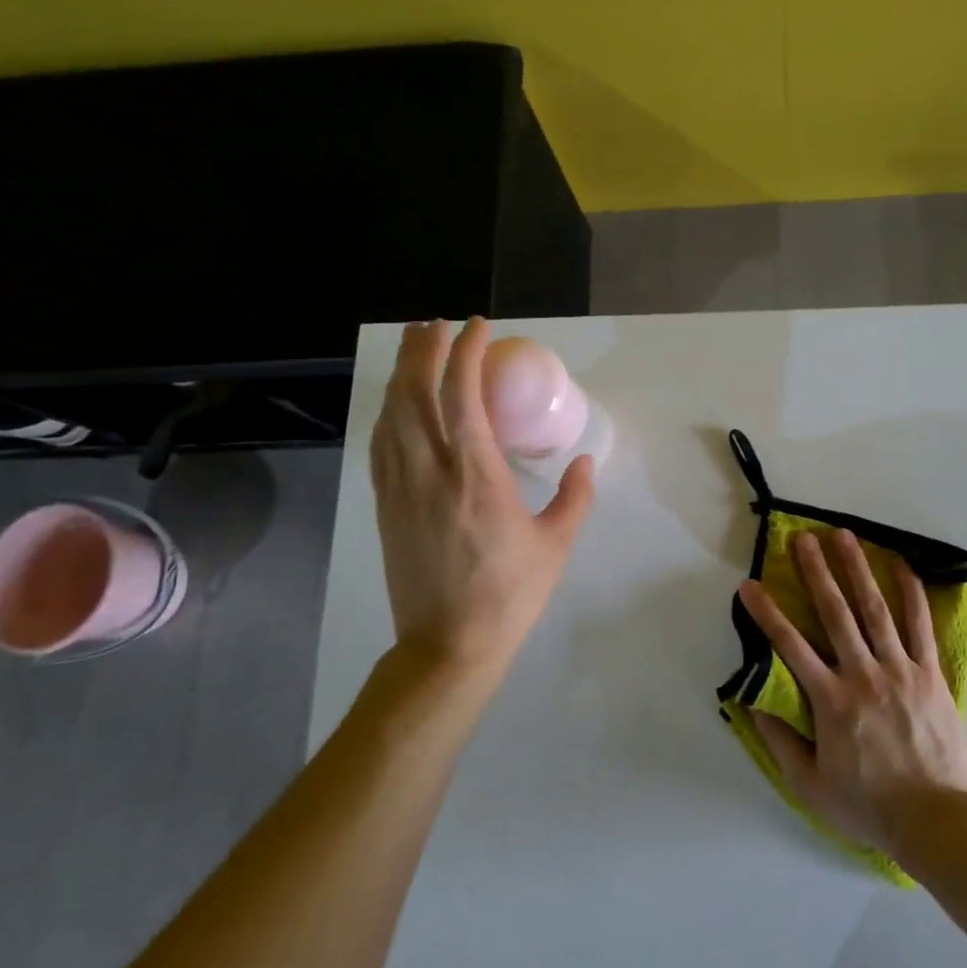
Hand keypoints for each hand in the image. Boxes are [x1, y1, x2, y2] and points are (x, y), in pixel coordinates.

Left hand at [369, 319, 594, 684]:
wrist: (448, 644)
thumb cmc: (510, 594)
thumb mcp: (556, 545)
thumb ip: (575, 497)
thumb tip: (585, 462)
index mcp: (477, 476)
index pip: (462, 395)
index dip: (468, 353)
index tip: (480, 327)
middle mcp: (431, 471)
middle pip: (415, 393)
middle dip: (423, 349)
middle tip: (437, 323)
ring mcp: (401, 488)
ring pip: (391, 414)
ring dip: (402, 374)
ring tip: (414, 347)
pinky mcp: (385, 505)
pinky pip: (381, 444)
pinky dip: (389, 412)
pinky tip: (396, 403)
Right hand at [737, 528, 966, 859]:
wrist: (935, 820)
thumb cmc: (868, 805)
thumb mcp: (809, 784)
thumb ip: (780, 740)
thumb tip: (753, 702)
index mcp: (830, 700)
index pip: (790, 646)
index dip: (767, 613)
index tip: (750, 585)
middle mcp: (863, 675)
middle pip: (835, 613)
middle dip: (816, 572)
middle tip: (803, 538)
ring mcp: (900, 670)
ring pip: (875, 609)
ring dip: (857, 569)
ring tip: (844, 536)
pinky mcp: (930, 674)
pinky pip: (920, 626)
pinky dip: (911, 593)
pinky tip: (902, 565)